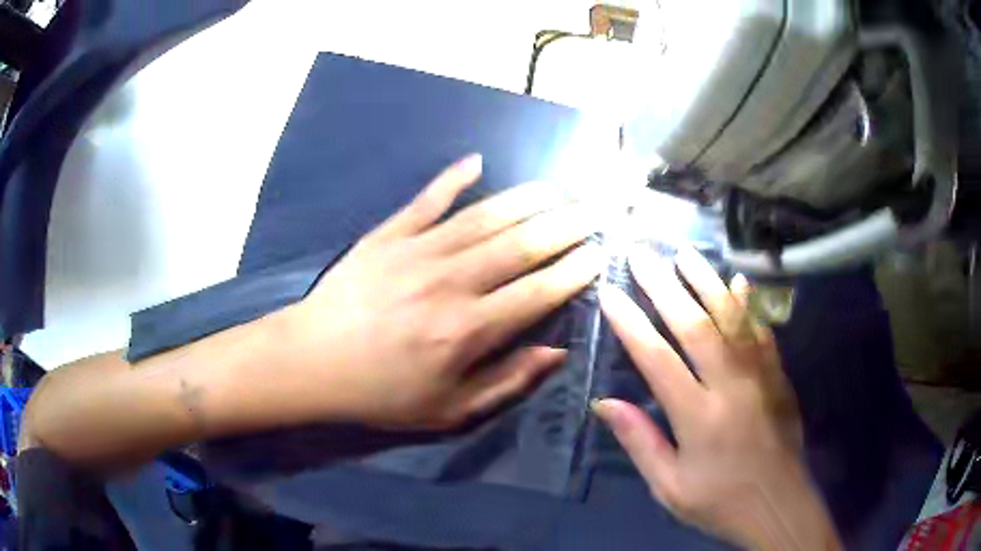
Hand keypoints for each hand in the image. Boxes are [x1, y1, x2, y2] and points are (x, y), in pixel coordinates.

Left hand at [283, 155, 601, 429]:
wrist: (312, 363)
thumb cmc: (382, 393)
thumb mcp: (449, 410)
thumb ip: (507, 382)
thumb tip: (555, 352)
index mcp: (468, 330)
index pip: (538, 292)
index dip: (574, 271)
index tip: (600, 253)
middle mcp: (451, 282)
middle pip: (521, 244)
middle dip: (565, 225)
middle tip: (594, 211)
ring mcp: (417, 251)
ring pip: (485, 216)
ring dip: (527, 199)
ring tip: (559, 189)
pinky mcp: (388, 235)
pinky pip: (427, 200)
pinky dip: (453, 178)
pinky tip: (477, 161)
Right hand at [593, 247, 839, 549]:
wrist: (777, 503)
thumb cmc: (718, 500)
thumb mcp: (669, 487)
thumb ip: (640, 442)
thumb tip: (604, 403)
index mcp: (698, 416)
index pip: (657, 358)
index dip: (631, 322)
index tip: (610, 292)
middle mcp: (730, 385)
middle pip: (695, 325)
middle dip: (664, 285)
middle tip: (642, 254)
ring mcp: (760, 375)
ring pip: (731, 317)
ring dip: (706, 281)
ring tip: (685, 253)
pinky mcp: (778, 374)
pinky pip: (762, 330)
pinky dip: (749, 303)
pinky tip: (738, 281)